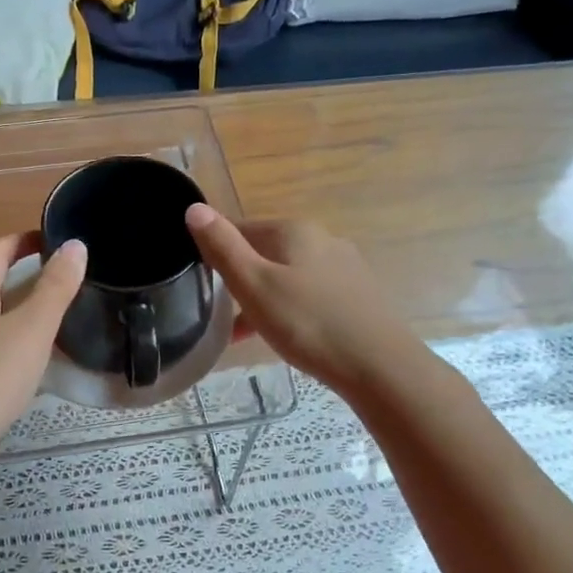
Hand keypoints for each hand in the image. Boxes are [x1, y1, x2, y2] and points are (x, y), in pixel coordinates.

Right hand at [185, 205, 418, 391]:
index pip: (240, 228)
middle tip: (219, 311)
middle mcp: (322, 239)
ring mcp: (343, 267)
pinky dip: (289, 309)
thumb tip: (194, 208)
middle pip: (265, 251)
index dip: (215, 251)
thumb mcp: (254, 285)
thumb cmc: (307, 323)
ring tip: (244, 332)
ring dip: (262, 297)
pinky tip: (283, 336)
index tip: (199, 282)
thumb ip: (222, 247)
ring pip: (288, 275)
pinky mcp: (356, 295)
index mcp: (294, 230)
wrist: (378, 365)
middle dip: (240, 277)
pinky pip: (309, 295)